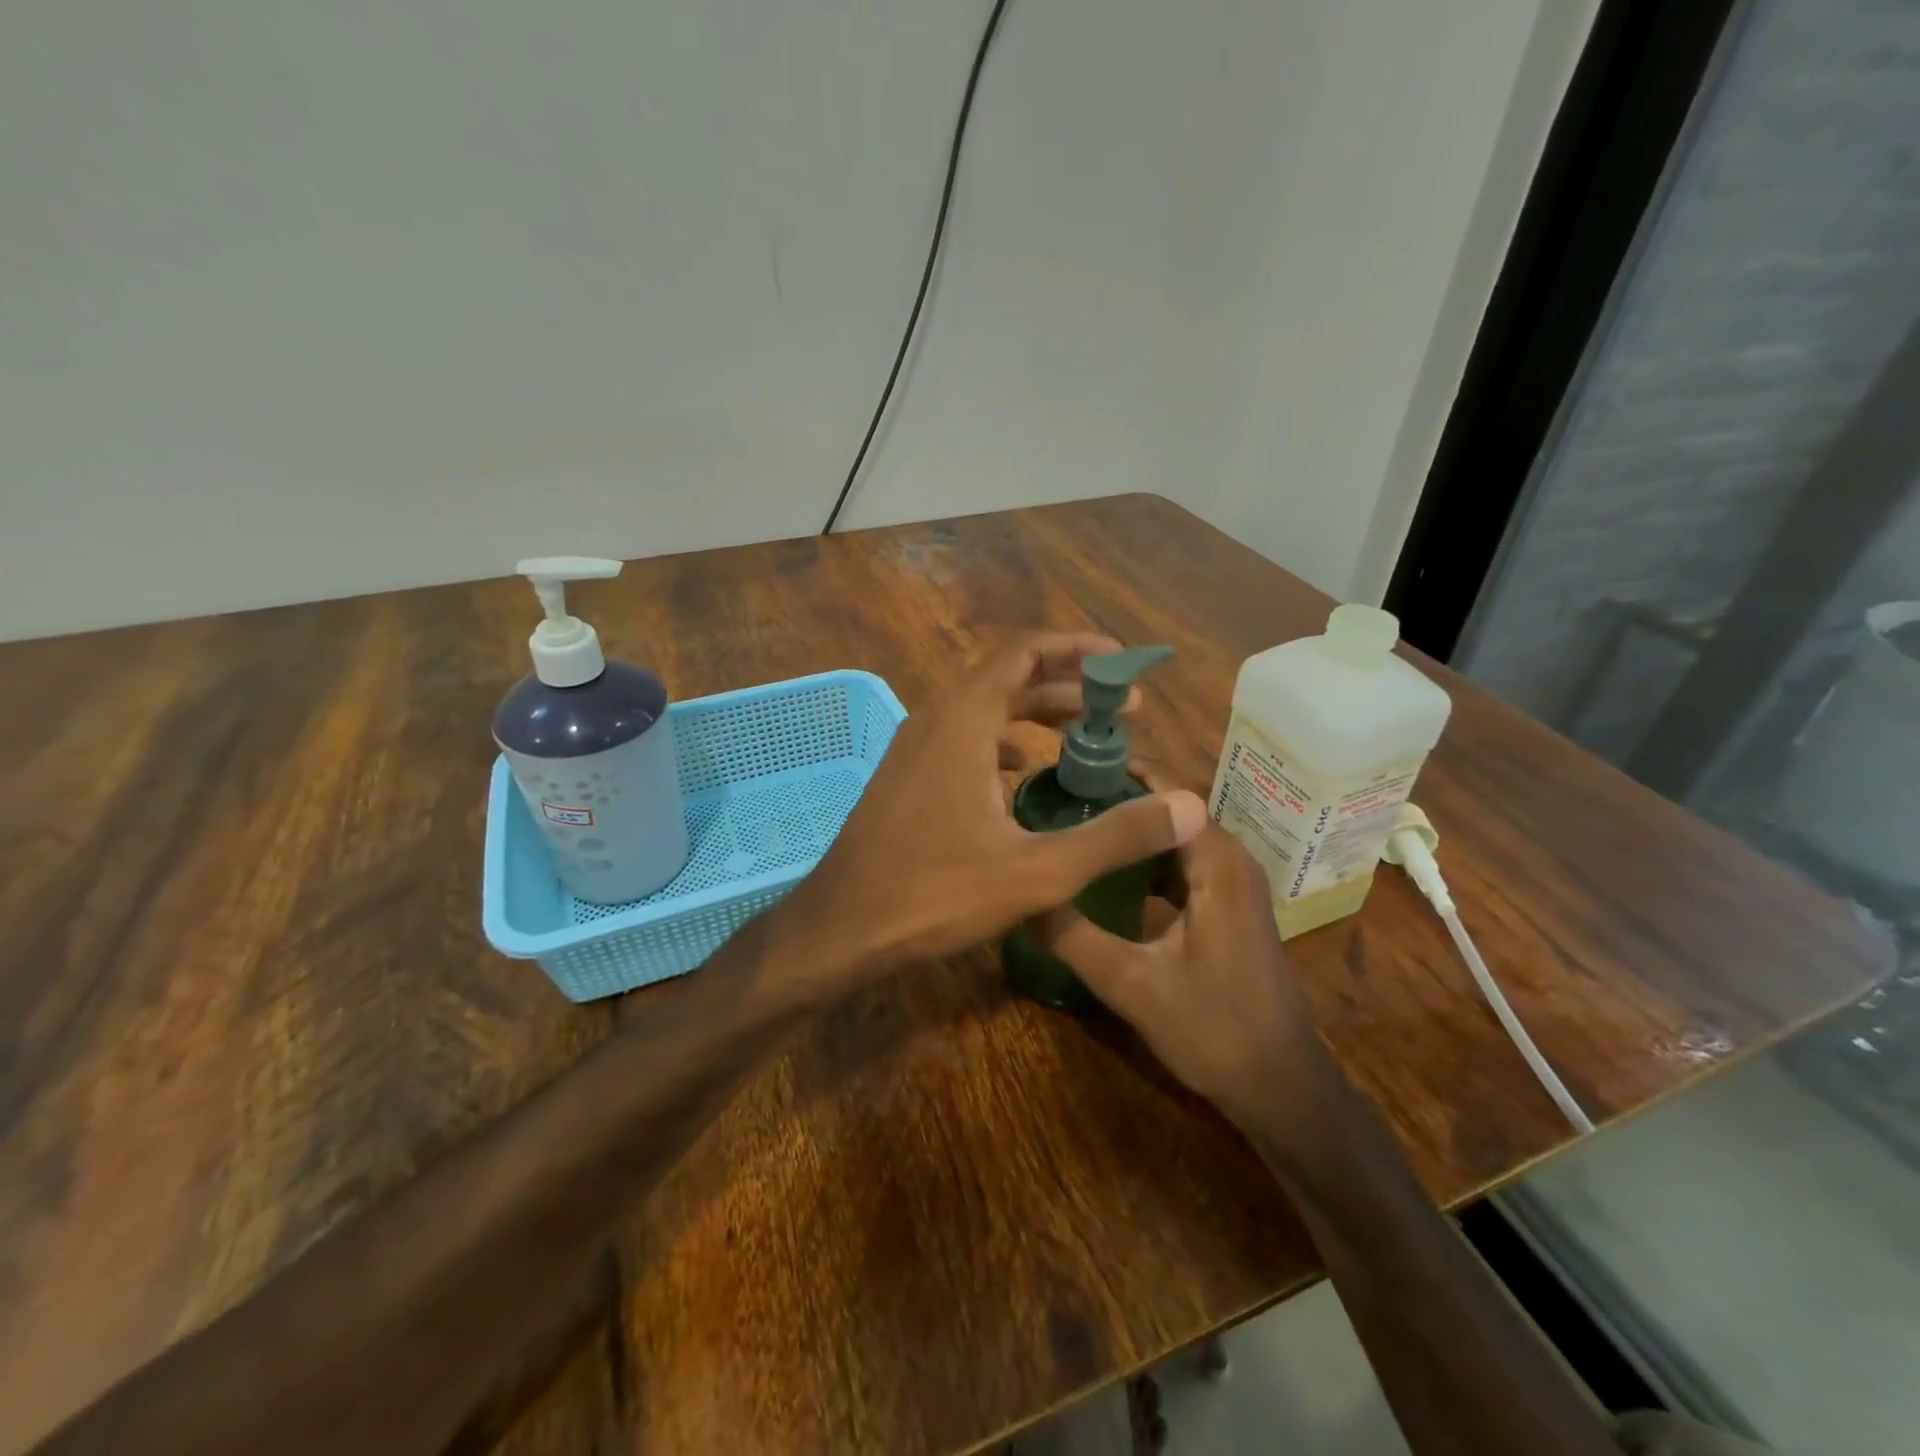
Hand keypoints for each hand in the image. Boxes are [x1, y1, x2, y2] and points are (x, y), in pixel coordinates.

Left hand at [774, 633, 1207, 992]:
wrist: (841, 929)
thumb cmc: (935, 895)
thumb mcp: (1037, 870)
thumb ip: (1115, 836)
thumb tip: (1190, 807)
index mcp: (964, 721)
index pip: (1025, 653)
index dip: (1078, 649)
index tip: (1124, 664)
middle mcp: (935, 720)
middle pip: (1009, 680)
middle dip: (1069, 689)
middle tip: (1124, 713)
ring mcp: (913, 749)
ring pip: (984, 713)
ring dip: (1036, 719)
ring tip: (1085, 744)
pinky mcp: (905, 778)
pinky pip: (962, 742)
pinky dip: (1003, 746)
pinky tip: (1025, 782)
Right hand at [1033, 791, 1317, 1116]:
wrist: (1279, 1085)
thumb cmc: (1213, 1029)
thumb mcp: (1132, 984)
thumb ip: (1074, 937)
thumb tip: (1021, 896)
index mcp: (1217, 864)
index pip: (1168, 792)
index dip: (1120, 772)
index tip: (1069, 766)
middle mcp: (1231, 861)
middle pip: (1170, 810)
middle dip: (1119, 799)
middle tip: (1060, 795)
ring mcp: (1233, 885)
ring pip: (1176, 838)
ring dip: (1133, 830)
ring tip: (1076, 825)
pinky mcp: (1228, 907)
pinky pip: (1183, 864)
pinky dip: (1147, 859)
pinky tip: (1108, 874)